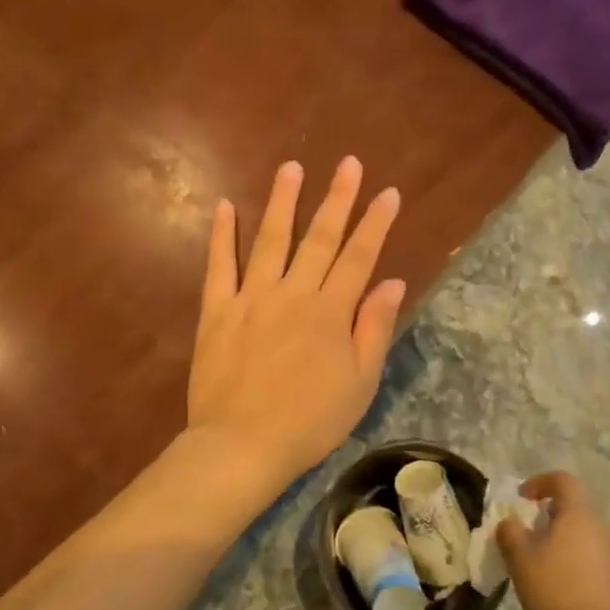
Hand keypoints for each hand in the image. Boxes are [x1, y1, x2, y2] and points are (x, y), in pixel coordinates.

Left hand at [187, 158, 404, 492]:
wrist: (243, 445)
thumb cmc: (310, 421)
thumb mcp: (359, 382)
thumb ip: (374, 328)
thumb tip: (393, 282)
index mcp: (330, 311)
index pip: (359, 257)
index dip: (375, 223)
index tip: (388, 192)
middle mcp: (292, 293)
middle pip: (318, 238)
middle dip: (337, 198)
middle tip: (348, 164)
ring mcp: (251, 298)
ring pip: (269, 240)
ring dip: (282, 202)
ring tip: (291, 168)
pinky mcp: (216, 311)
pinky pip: (219, 266)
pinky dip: (221, 235)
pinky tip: (223, 206)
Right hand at [498, 471, 609, 609]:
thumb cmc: (555, 588)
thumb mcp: (519, 557)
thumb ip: (510, 532)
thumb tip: (511, 522)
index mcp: (579, 513)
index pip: (563, 480)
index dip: (539, 482)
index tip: (521, 499)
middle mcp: (601, 526)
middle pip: (574, 505)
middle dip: (547, 512)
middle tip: (526, 531)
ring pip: (583, 530)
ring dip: (560, 536)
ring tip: (538, 559)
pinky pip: (591, 553)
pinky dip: (572, 556)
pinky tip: (558, 581)